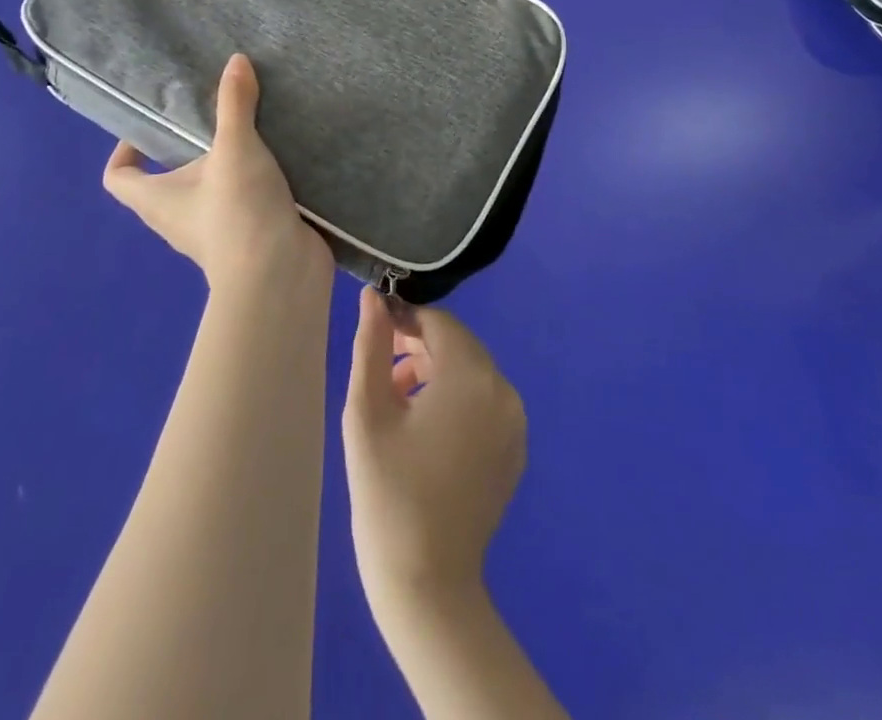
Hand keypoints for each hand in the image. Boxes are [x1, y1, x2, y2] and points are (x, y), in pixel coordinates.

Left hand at [103, 54, 331, 293]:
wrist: (281, 275)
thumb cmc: (239, 211)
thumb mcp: (235, 148)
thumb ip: (234, 103)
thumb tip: (236, 61)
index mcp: (157, 200)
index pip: (118, 177)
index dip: (125, 150)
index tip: (152, 125)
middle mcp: (178, 218)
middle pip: (167, 180)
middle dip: (187, 148)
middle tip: (213, 114)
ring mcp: (215, 231)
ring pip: (209, 190)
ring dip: (225, 164)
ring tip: (251, 129)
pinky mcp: (250, 235)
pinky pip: (244, 201)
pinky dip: (255, 182)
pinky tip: (280, 157)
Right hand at [343, 287, 526, 611]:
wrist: (426, 584)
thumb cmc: (387, 491)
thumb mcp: (367, 411)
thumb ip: (372, 345)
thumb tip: (373, 297)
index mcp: (471, 376)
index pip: (438, 322)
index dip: (404, 320)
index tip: (376, 337)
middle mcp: (503, 390)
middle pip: (457, 344)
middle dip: (419, 346)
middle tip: (382, 370)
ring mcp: (514, 422)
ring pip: (470, 372)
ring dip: (435, 372)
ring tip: (396, 399)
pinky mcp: (514, 449)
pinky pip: (484, 402)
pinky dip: (456, 399)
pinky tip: (424, 429)